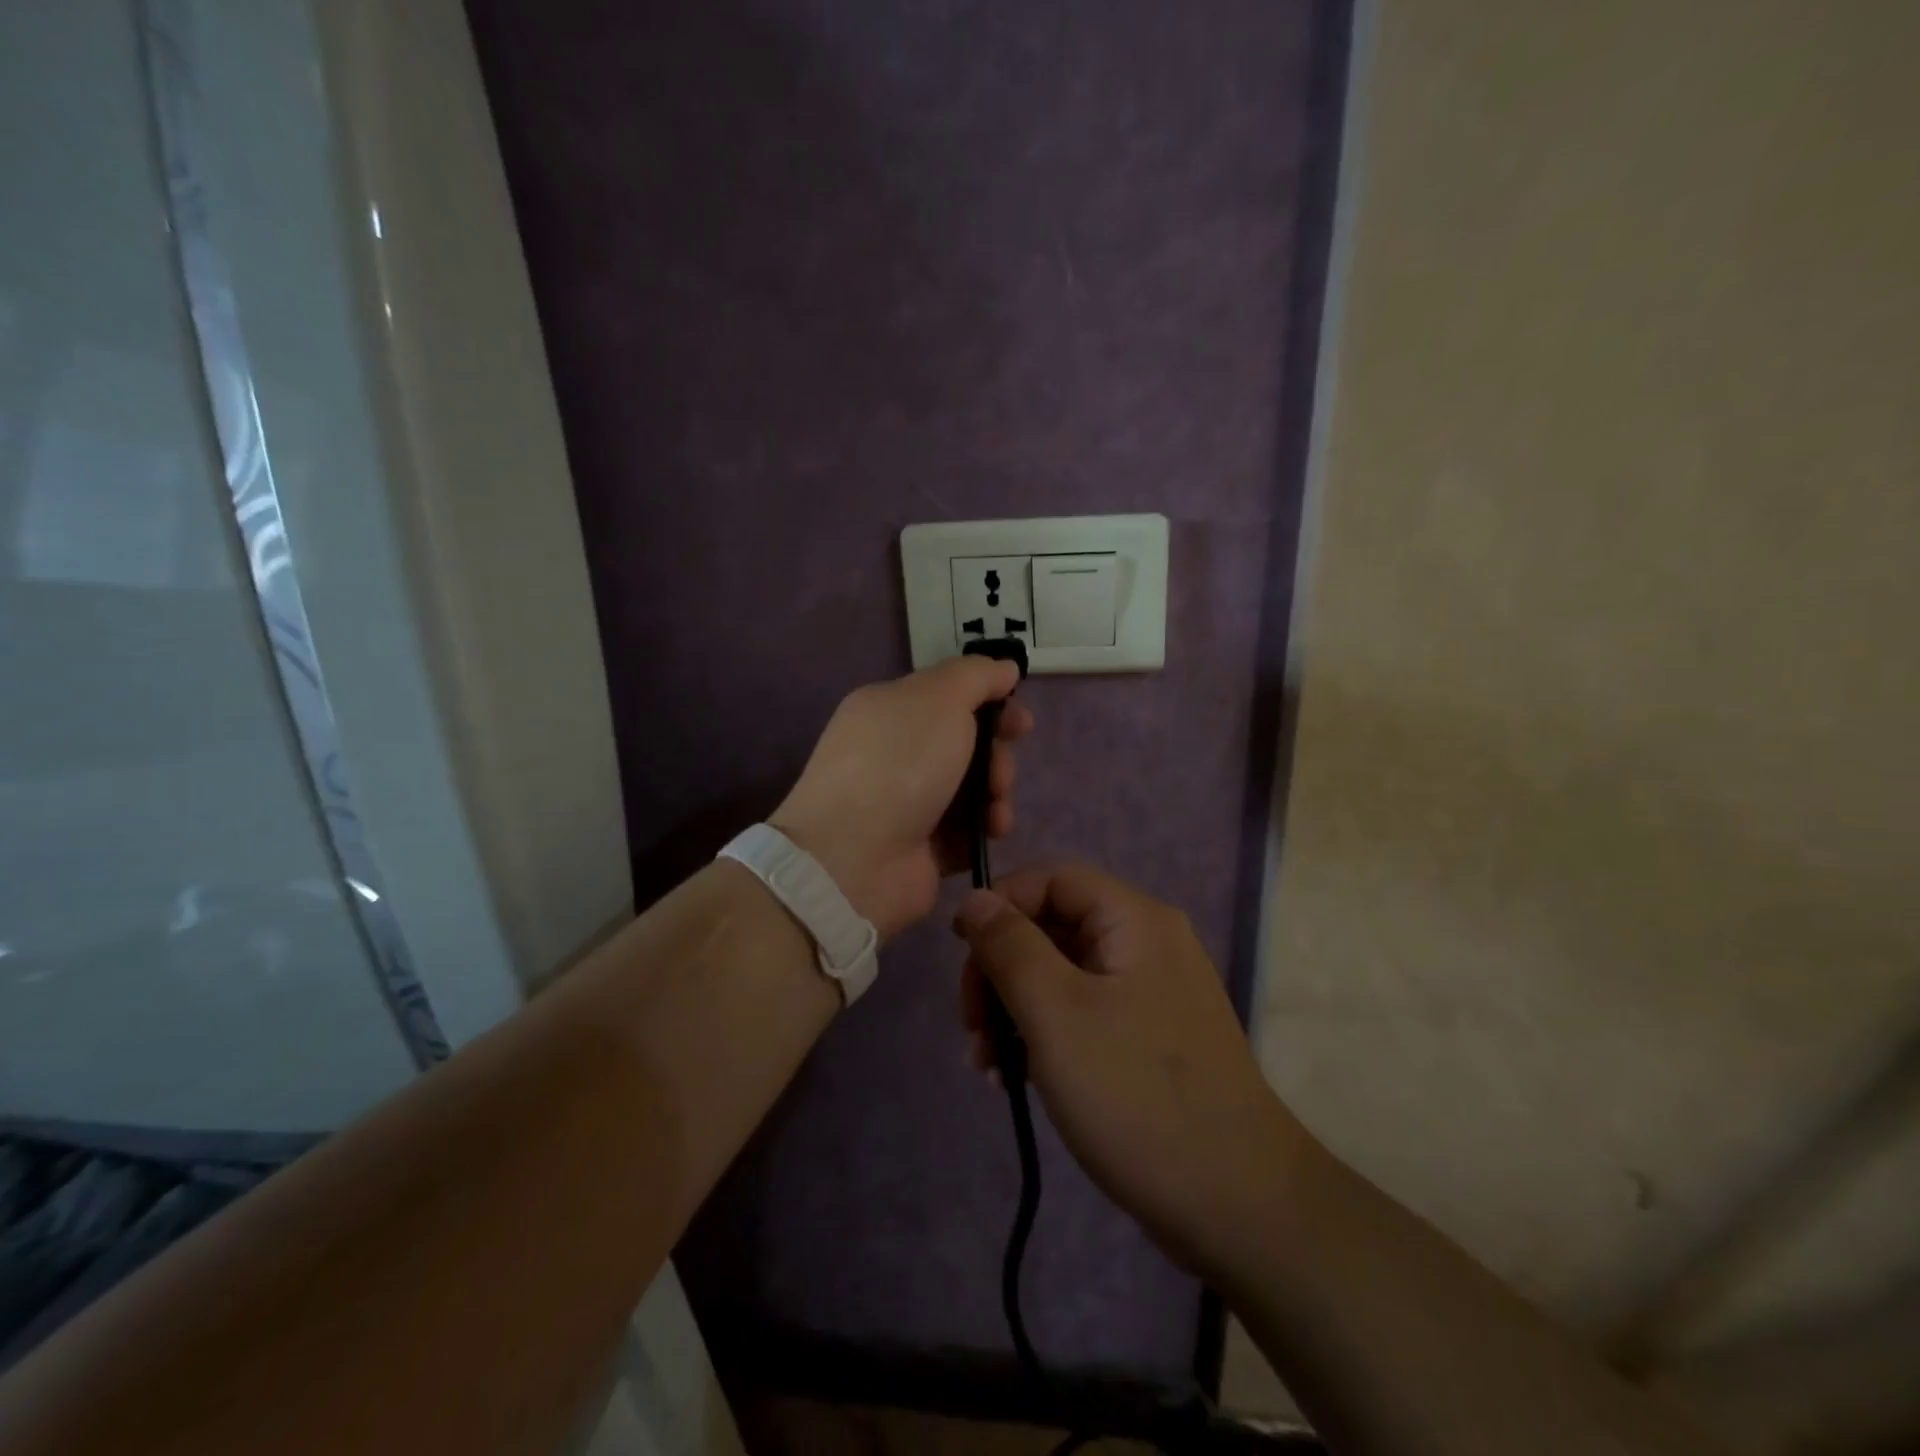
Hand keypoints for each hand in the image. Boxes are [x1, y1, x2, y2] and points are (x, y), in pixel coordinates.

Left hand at [772, 658, 1032, 940]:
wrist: (856, 857)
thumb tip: (1003, 668)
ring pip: (974, 787)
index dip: (991, 704)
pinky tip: (991, 831)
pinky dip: (986, 827)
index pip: (951, 698)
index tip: (1021, 721)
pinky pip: (969, 829)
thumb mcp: (939, 698)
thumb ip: (975, 676)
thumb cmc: (899, 764)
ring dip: (997, 792)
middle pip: (968, 744)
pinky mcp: (924, 848)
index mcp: (892, 711)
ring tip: (994, 807)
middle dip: (996, 755)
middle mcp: (898, 754)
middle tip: (999, 772)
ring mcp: (909, 803)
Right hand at [952, 863, 1308, 1281]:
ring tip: (986, 1063)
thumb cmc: (1136, 1095)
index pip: (1052, 879)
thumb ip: (1009, 946)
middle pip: (1053, 926)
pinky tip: (1015, 1077)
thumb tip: (976, 899)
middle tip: (971, 1024)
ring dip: (1015, 1007)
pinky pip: (1081, 1012)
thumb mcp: (1056, 1013)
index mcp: (1135, 920)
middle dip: (1001, 968)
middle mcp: (1147, 943)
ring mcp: (1150, 992)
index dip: (1000, 903)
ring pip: (1061, 973)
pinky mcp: (1147, 1037)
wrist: (1237, 1206)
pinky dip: (1043, 1033)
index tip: (958, 950)